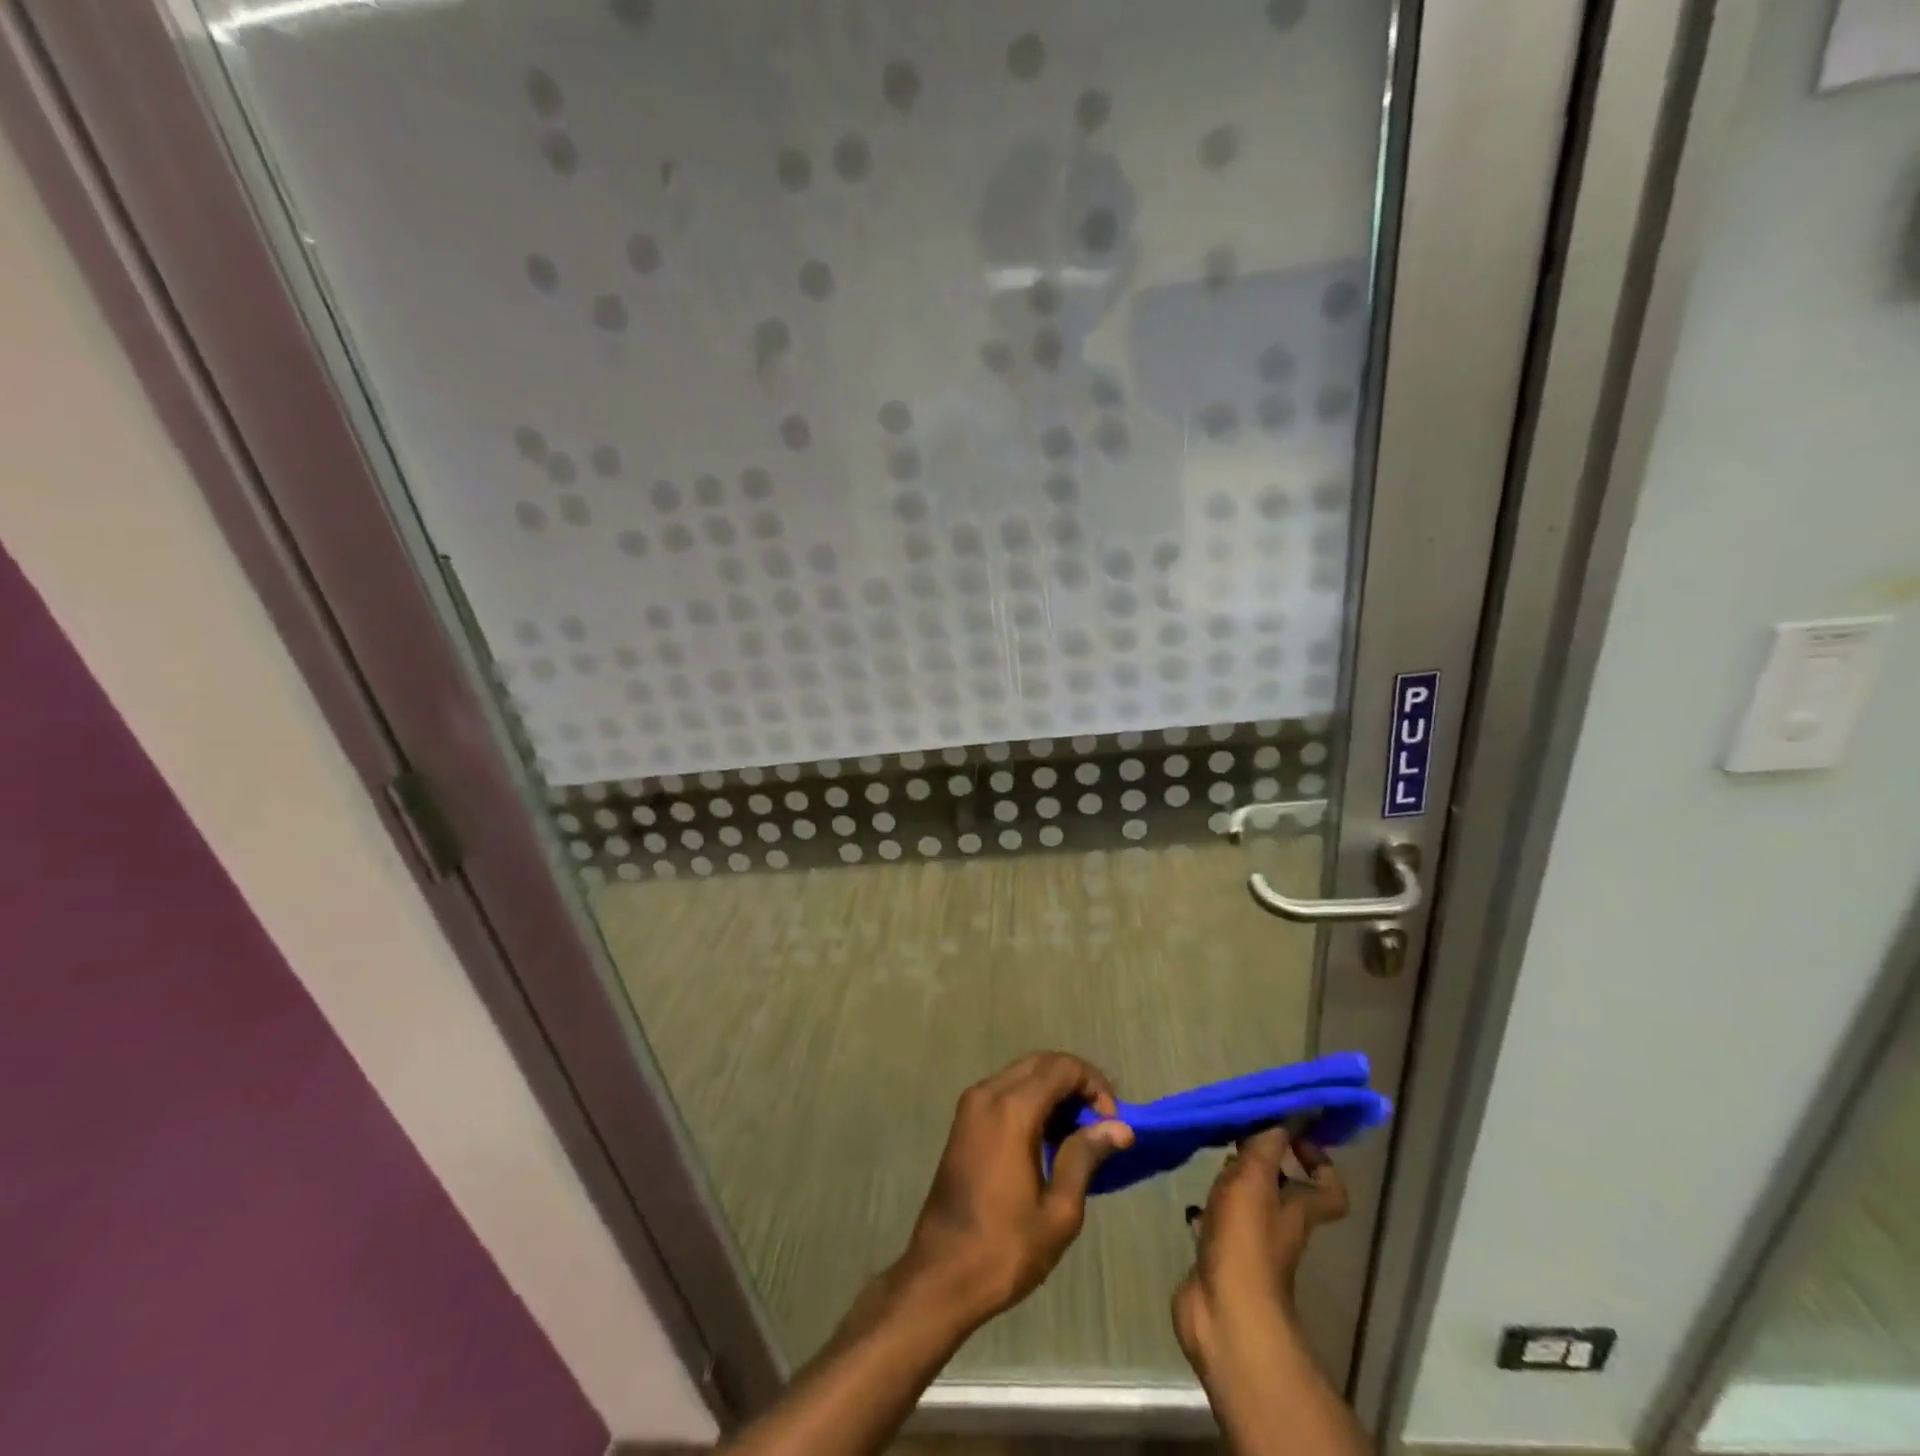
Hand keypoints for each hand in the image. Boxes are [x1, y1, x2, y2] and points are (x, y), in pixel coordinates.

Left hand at [895, 1052, 1133, 1327]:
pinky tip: (1050, 1138)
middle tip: (1102, 1122)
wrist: (941, 1274)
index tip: (1113, 1123)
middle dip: (1077, 1082)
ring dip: (1054, 1090)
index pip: (1063, 1067)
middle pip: (1042, 1062)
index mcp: (1012, 1109)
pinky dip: (1032, 1099)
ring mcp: (971, 1105)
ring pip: (1023, 1073)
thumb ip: (1086, 1157)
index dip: (1095, 1085)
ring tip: (1081, 1133)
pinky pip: (1006, 1090)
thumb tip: (1120, 1127)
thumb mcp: (1058, 1210)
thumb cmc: (1005, 1247)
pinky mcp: (964, 1121)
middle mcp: (988, 1093)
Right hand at [1172, 1126, 1347, 1380]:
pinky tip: (1190, 1202)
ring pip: (1247, 1207)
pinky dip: (1207, 1214)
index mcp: (1297, 1208)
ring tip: (1211, 1161)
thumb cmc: (1245, 1239)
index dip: (1318, 1160)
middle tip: (1236, 1137)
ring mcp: (1250, 1246)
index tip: (1289, 1132)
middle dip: (1263, 1163)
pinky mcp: (1221, 1259)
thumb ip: (1269, 1141)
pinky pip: (1218, 1228)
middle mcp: (1279, 1226)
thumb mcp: (1256, 1177)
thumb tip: (1294, 1106)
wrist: (1223, 1311)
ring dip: (1232, 1185)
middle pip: (1283, 1192)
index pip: (1328, 1187)